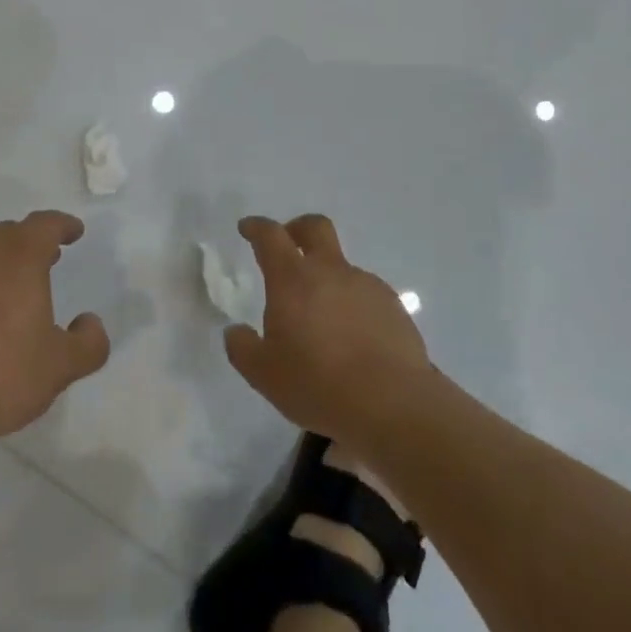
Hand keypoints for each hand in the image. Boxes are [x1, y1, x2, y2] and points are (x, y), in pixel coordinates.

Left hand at [0, 211, 109, 452]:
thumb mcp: (58, 369)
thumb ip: (88, 344)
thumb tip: (90, 322)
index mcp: (19, 263)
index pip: (43, 226)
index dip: (61, 225)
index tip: (74, 231)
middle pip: (8, 234)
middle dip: (31, 241)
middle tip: (49, 257)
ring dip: (1, 266)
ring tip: (15, 294)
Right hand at [223, 214, 429, 443]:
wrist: (391, 404)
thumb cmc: (317, 384)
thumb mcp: (263, 373)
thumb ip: (242, 347)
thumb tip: (236, 332)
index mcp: (293, 279)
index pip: (271, 236)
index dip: (256, 227)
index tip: (248, 228)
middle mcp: (331, 271)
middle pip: (315, 227)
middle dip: (298, 228)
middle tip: (289, 244)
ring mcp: (367, 286)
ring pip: (342, 266)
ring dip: (328, 278)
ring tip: (322, 319)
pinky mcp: (394, 306)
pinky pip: (365, 294)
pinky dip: (352, 304)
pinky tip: (352, 338)